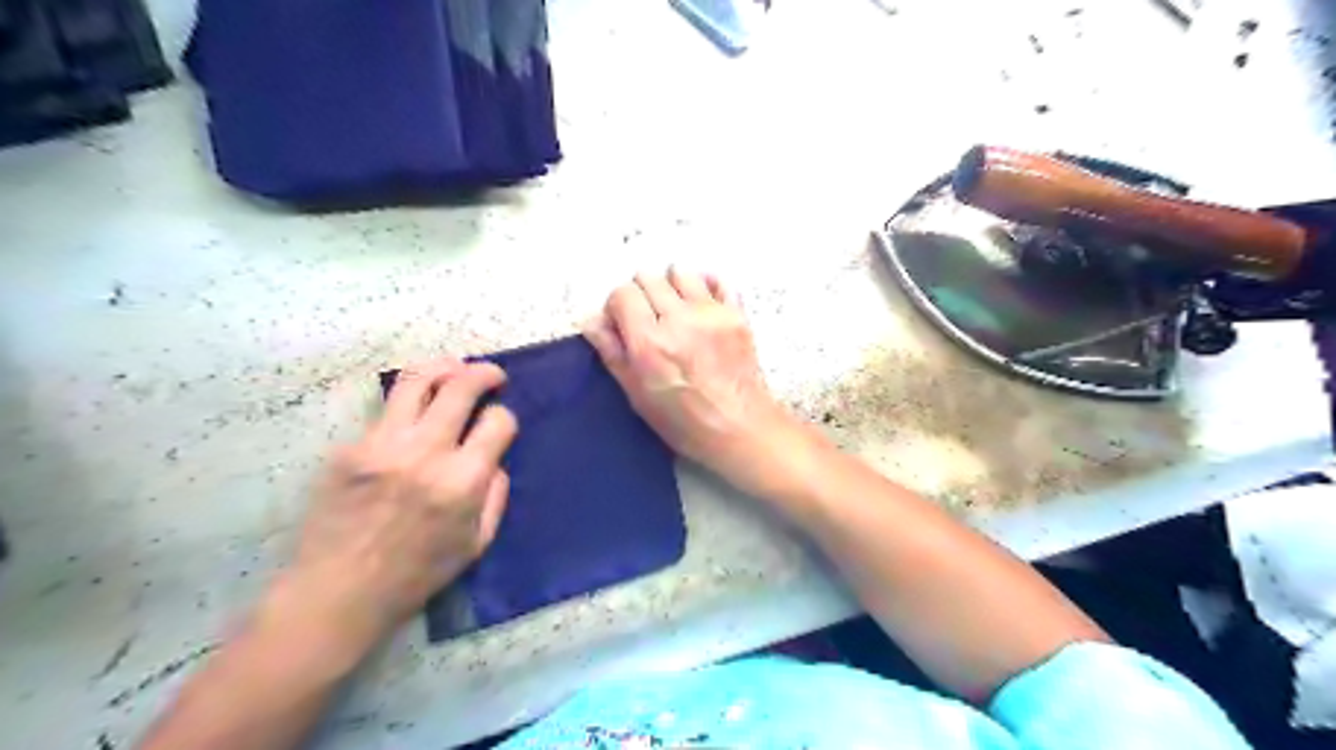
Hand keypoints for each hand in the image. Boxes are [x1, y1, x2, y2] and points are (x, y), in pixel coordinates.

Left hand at [275, 359, 515, 658]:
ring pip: (417, 381)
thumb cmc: (416, 575)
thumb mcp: (476, 543)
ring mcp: (383, 445)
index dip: (505, 418)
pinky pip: (386, 411)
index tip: (501, 424)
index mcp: (462, 481)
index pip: (497, 422)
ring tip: (456, 367)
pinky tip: (415, 412)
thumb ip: (495, 494)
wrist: (338, 592)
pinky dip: (409, 403)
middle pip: (460, 387)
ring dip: (444, 367)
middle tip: (492, 374)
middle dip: (484, 373)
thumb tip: (494, 458)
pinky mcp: (351, 448)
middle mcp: (425, 453)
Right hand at [583, 268, 801, 493]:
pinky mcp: (737, 314)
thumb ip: (612, 352)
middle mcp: (678, 318)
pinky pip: (718, 280)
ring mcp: (711, 313)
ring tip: (674, 309)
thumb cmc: (683, 421)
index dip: (617, 307)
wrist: (739, 428)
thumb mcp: (637, 394)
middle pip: (648, 277)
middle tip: (647, 318)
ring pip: (680, 272)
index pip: (622, 293)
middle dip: (641, 293)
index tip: (622, 324)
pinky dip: (705, 285)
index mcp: (649, 342)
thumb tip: (591, 319)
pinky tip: (701, 304)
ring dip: (671, 285)